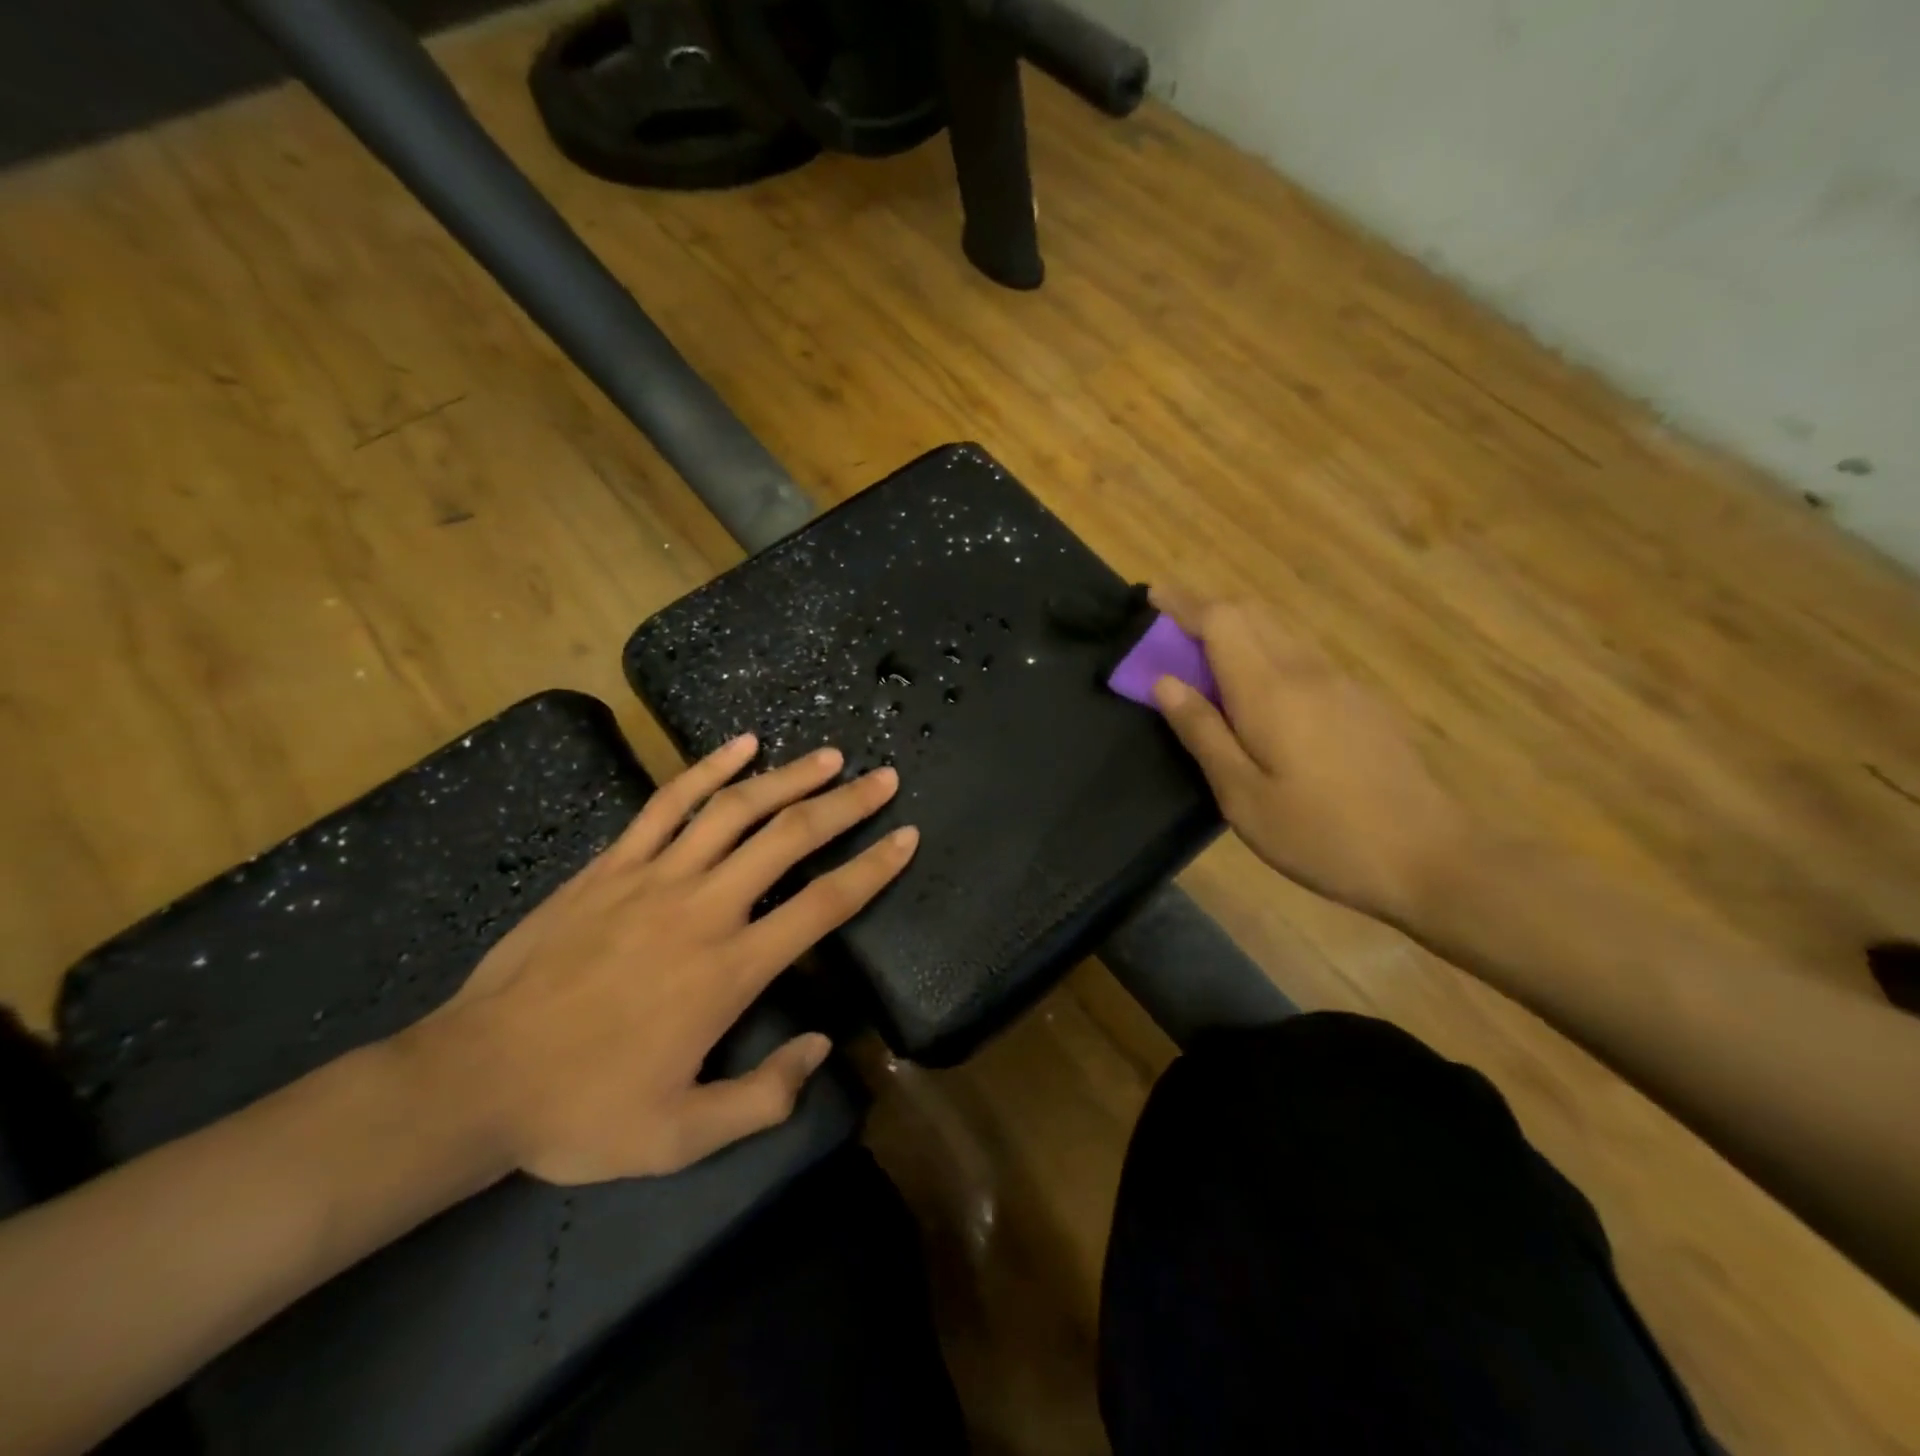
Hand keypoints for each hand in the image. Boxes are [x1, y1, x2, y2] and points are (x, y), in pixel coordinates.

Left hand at [406, 736, 915, 1185]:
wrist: (473, 1079)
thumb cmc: (582, 1110)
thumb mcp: (682, 1136)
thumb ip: (764, 1096)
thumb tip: (822, 1046)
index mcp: (729, 970)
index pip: (822, 905)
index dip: (872, 868)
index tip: (905, 837)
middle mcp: (702, 909)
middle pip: (789, 838)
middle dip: (844, 805)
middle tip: (882, 778)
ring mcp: (652, 878)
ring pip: (735, 810)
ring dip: (789, 777)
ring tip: (830, 757)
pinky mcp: (610, 865)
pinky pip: (667, 804)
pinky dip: (708, 769)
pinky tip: (741, 744)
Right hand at [1149, 588, 1470, 927]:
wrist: (1430, 857)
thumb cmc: (1321, 834)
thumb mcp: (1243, 796)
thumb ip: (1202, 733)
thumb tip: (1164, 683)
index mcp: (1270, 690)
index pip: (1221, 620)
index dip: (1184, 603)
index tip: (1153, 595)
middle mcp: (1306, 671)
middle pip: (1252, 614)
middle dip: (1207, 611)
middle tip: (1170, 632)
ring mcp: (1340, 683)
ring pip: (1280, 632)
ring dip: (1238, 629)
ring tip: (1206, 659)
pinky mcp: (1361, 701)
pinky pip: (1301, 655)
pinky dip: (1265, 651)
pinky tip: (1258, 692)